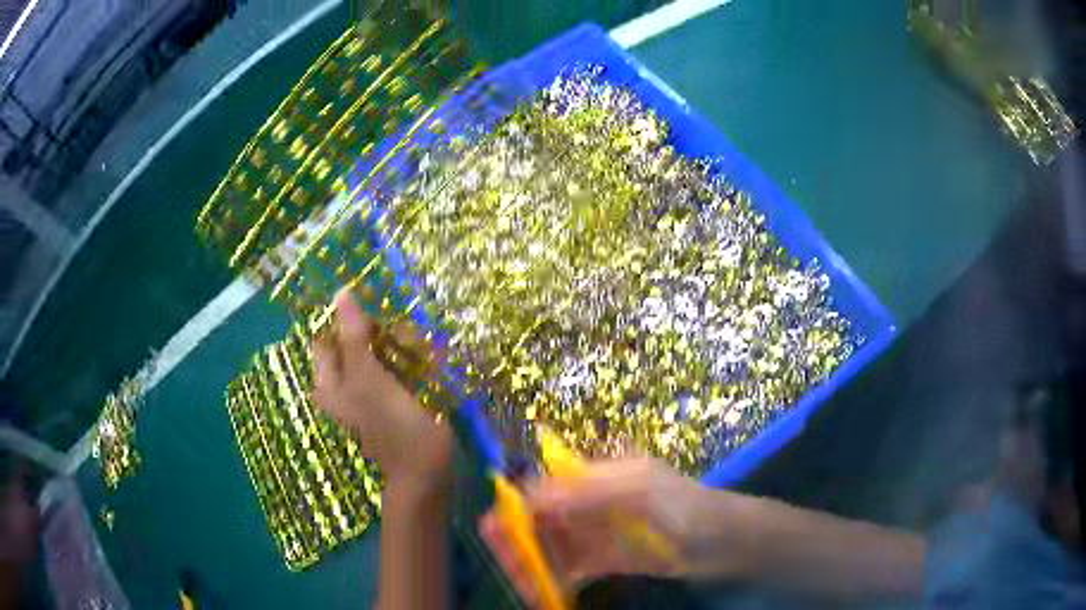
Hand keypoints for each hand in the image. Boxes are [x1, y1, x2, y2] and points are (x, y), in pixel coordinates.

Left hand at [312, 289, 451, 492]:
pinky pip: (398, 368)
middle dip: (379, 332)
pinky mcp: (392, 400)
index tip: (374, 311)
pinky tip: (429, 363)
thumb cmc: (393, 426)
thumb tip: (341, 294)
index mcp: (330, 382)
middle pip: (354, 343)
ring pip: (379, 354)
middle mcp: (345, 386)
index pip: (328, 337)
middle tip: (403, 333)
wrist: (426, 472)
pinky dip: (411, 361)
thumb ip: (353, 338)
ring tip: (422, 350)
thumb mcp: (368, 379)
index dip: (345, 320)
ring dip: (400, 346)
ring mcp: (370, 394)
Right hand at [479, 458, 712, 604]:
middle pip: (542, 518)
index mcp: (598, 475)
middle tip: (503, 563)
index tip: (493, 529)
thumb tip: (530, 497)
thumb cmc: (684, 507)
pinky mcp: (605, 558)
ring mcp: (598, 532)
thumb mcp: (639, 493)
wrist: (724, 541)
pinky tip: (541, 593)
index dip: (517, 505)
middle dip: (519, 539)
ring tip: (523, 586)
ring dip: (533, 564)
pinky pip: (570, 567)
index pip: (545, 486)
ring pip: (552, 546)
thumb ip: (587, 494)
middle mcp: (591, 502)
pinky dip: (553, 580)